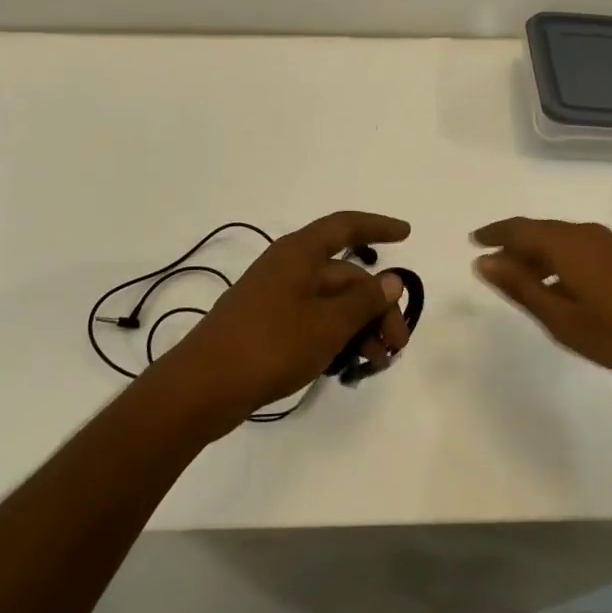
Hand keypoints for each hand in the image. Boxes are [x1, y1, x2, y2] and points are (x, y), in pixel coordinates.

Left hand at [156, 211, 412, 429]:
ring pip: (332, 303)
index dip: (378, 226)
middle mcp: (288, 268)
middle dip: (377, 306)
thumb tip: (392, 279)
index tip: (408, 234)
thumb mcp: (327, 324)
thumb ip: (364, 301)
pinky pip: (314, 322)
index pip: (345, 226)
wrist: (204, 387)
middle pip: (345, 276)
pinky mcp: (268, 327)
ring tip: (377, 363)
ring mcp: (276, 298)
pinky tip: (349, 366)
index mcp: (299, 254)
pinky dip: (337, 338)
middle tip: (397, 344)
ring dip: (360, 327)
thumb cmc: (270, 345)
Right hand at [471, 217, 611, 384]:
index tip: (472, 241)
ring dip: (535, 255)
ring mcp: (607, 244)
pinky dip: (556, 260)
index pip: (518, 229)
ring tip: (519, 280)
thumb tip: (483, 261)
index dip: (493, 234)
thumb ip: (520, 287)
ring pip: (558, 240)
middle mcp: (584, 234)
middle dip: (512, 245)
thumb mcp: (561, 318)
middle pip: (538, 231)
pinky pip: (576, 248)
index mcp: (565, 244)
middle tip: (491, 265)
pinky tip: (557, 286)